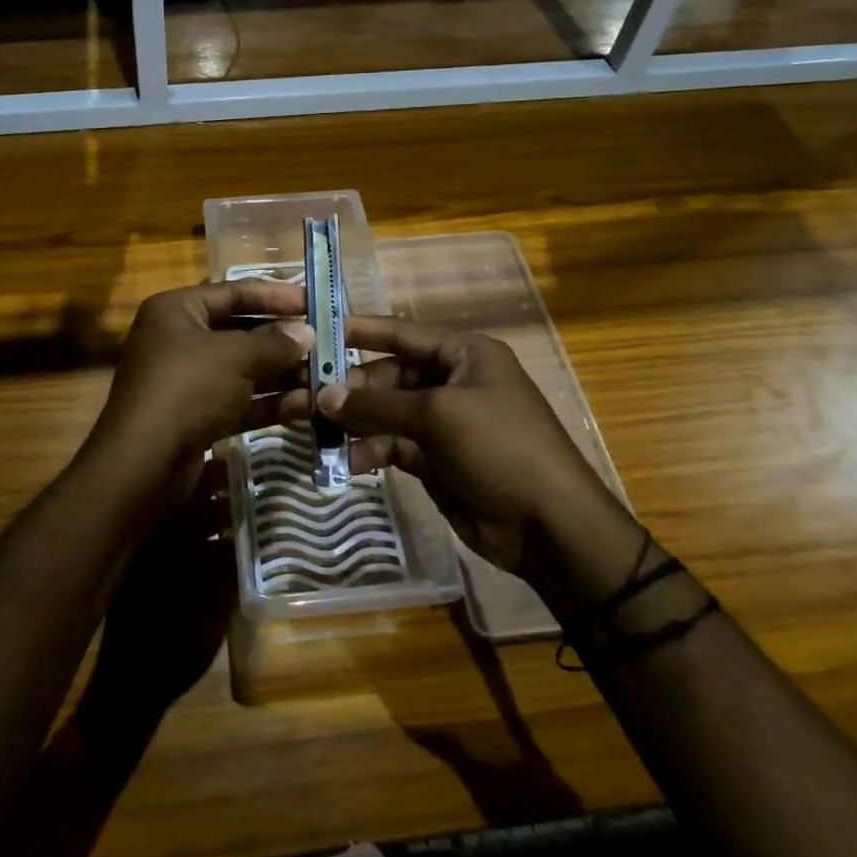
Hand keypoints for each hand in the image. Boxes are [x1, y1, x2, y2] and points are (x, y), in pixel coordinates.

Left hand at [90, 280, 311, 488]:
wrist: (143, 464)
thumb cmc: (188, 389)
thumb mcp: (235, 357)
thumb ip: (274, 342)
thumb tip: (306, 332)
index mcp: (177, 310)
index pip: (233, 292)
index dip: (276, 295)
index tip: (314, 302)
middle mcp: (178, 339)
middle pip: (239, 330)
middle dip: (283, 340)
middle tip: (326, 343)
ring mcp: (186, 380)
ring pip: (242, 369)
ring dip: (282, 374)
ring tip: (325, 377)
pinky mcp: (195, 416)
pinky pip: (238, 401)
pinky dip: (268, 402)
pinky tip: (306, 407)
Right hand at [308, 316, 620, 576]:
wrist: (550, 525)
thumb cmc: (500, 448)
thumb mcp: (438, 417)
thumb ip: (377, 405)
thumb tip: (322, 396)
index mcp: (464, 355)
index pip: (402, 333)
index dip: (359, 331)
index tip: (316, 332)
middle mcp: (452, 382)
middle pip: (389, 376)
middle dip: (350, 389)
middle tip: (307, 400)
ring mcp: (444, 423)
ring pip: (386, 413)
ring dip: (355, 423)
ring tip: (317, 433)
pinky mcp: (436, 459)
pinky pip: (393, 445)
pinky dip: (370, 451)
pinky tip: (347, 463)